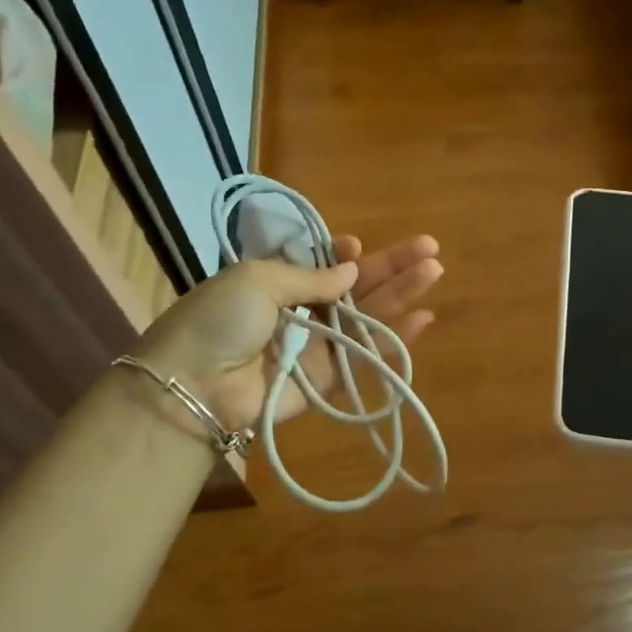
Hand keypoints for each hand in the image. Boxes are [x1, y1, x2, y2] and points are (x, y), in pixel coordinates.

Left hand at [134, 235, 441, 429]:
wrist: (196, 385)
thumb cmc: (219, 319)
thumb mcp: (258, 279)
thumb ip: (312, 277)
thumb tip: (353, 268)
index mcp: (277, 281)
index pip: (323, 263)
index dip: (345, 254)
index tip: (357, 246)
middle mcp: (302, 311)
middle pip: (356, 286)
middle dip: (392, 266)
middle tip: (430, 248)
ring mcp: (318, 345)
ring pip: (369, 315)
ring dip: (402, 293)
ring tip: (435, 271)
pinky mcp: (330, 377)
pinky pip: (368, 354)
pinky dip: (397, 339)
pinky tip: (424, 318)